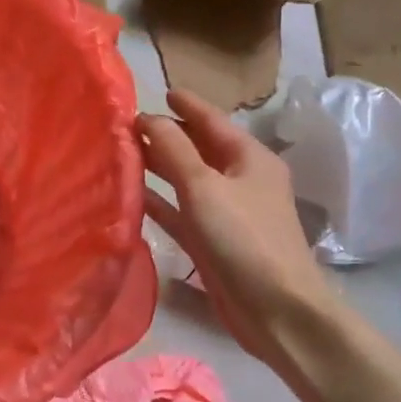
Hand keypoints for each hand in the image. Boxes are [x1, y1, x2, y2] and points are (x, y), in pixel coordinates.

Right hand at [138, 90, 338, 374]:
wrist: (276, 310)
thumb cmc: (244, 238)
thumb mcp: (205, 185)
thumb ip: (173, 149)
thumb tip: (147, 118)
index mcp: (249, 158)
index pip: (213, 121)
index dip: (187, 105)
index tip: (161, 91)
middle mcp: (240, 180)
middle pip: (198, 149)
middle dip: (167, 135)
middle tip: (129, 125)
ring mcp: (226, 213)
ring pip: (187, 180)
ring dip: (159, 167)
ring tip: (125, 154)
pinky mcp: (213, 242)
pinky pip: (181, 212)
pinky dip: (160, 202)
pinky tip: (134, 196)